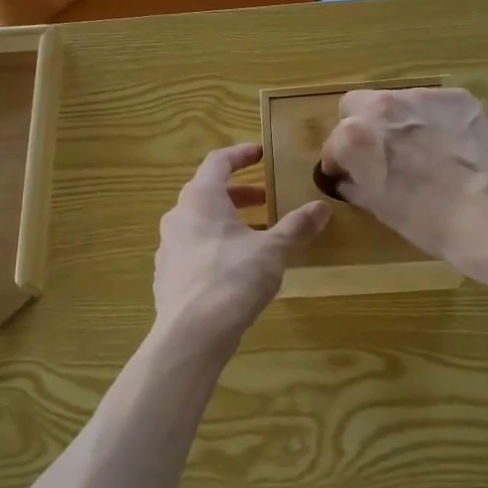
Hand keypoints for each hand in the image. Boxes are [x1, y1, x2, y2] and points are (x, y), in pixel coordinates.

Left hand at [154, 144, 329, 348]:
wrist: (191, 333)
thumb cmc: (233, 279)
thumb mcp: (273, 250)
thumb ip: (296, 227)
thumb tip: (321, 207)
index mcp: (200, 199)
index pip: (217, 162)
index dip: (240, 155)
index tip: (260, 154)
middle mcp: (178, 216)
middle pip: (207, 193)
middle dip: (239, 194)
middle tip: (266, 200)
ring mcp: (167, 247)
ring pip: (199, 223)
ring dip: (227, 222)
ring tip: (256, 236)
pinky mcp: (166, 275)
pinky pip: (192, 250)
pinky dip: (214, 247)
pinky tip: (234, 268)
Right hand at [318, 87, 487, 283]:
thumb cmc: (426, 220)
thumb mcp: (379, 207)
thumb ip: (355, 185)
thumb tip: (348, 180)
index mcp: (354, 136)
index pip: (334, 144)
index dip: (339, 162)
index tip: (349, 175)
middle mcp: (381, 106)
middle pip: (355, 105)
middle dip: (359, 126)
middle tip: (378, 153)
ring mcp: (421, 97)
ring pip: (395, 100)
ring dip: (397, 120)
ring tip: (419, 148)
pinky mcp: (457, 97)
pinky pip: (433, 104)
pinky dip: (433, 120)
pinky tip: (448, 145)